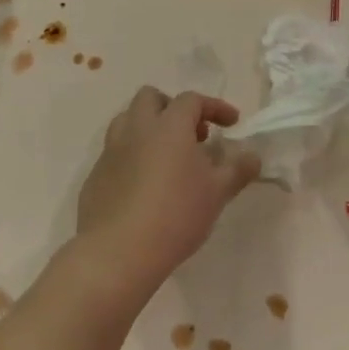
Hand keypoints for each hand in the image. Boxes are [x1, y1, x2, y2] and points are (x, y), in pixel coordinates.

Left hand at [76, 88, 256, 300]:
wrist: (118, 252)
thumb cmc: (176, 214)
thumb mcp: (217, 193)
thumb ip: (237, 170)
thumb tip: (253, 157)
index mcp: (168, 125)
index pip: (192, 100)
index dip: (215, 107)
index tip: (232, 123)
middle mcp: (136, 128)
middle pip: (151, 98)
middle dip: (173, 108)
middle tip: (192, 135)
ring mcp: (111, 150)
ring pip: (128, 120)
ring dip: (148, 127)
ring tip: (167, 156)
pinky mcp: (95, 174)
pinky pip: (115, 151)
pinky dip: (132, 155)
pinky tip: (144, 184)